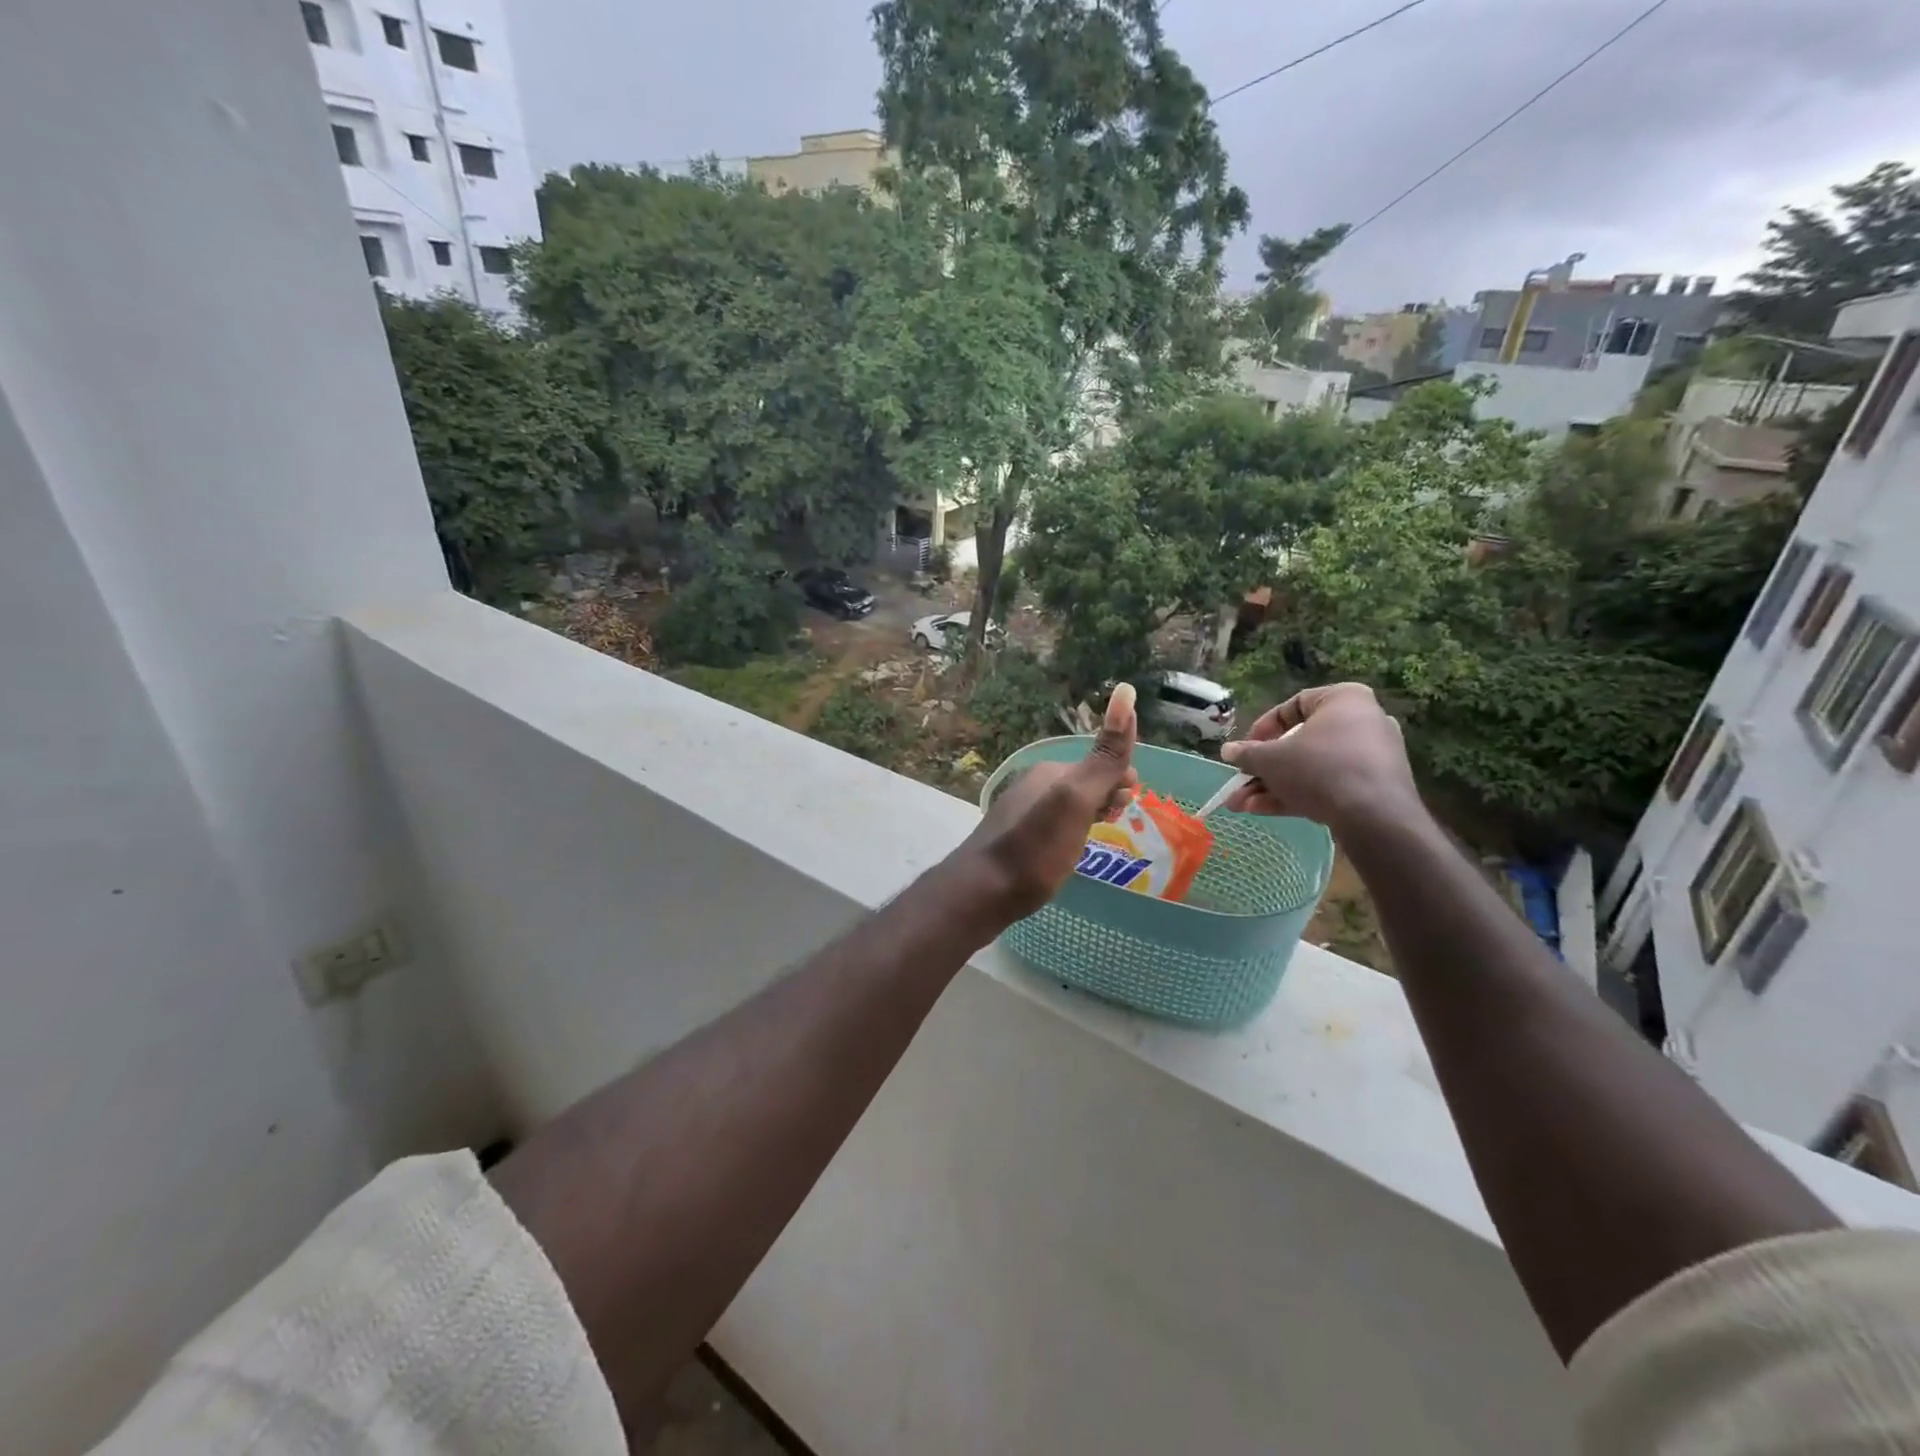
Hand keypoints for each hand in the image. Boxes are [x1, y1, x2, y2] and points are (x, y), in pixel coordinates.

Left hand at [962, 684, 1139, 920]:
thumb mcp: (1077, 798)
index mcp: (1049, 772)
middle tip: (1119, 818)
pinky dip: (1070, 832)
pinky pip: (1051, 826)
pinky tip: (1069, 851)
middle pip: (1081, 783)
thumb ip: (1104, 755)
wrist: (981, 892)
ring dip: (1088, 814)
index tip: (1132, 801)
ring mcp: (1018, 813)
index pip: (1097, 762)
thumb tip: (1126, 691)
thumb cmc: (1036, 847)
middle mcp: (1031, 785)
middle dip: (1106, 794)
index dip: (1121, 777)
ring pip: (1065, 806)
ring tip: (1101, 835)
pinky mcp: (1012, 841)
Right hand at [1219, 684, 1419, 834]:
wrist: (1375, 818)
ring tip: (1241, 806)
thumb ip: (1247, 754)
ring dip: (1272, 787)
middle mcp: (1363, 722)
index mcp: (1344, 700)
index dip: (1262, 728)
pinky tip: (1263, 811)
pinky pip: (1329, 785)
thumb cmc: (1319, 769)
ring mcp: (1371, 758)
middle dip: (1263, 769)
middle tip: (1239, 783)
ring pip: (1310, 769)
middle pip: (1300, 743)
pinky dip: (1297, 795)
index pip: (1294, 705)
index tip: (1245, 748)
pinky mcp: (1374, 789)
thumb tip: (1228, 750)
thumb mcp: (1271, 759)